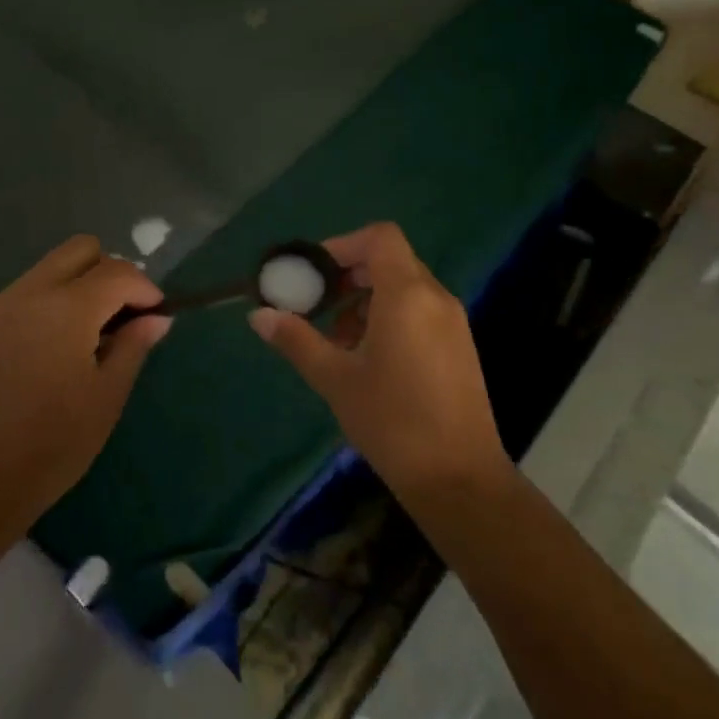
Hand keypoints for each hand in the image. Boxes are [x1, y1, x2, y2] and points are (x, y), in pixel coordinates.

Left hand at [0, 235, 170, 523]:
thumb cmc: (52, 445)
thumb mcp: (106, 398)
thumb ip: (133, 346)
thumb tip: (156, 317)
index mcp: (67, 308)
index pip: (117, 271)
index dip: (144, 288)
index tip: (154, 316)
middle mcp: (29, 292)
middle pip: (79, 249)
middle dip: (109, 272)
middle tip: (119, 315)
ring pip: (48, 269)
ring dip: (76, 287)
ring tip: (85, 337)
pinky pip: (21, 295)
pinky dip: (46, 306)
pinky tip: (47, 351)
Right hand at [249, 222, 507, 501]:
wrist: (460, 481)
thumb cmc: (392, 421)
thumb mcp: (335, 378)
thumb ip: (296, 340)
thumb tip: (259, 316)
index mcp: (407, 295)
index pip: (379, 237)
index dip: (342, 245)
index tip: (314, 274)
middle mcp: (436, 298)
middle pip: (390, 260)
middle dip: (349, 276)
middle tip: (317, 306)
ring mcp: (453, 323)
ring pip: (404, 287)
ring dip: (366, 300)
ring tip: (337, 341)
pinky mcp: (460, 347)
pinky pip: (420, 311)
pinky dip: (389, 317)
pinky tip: (368, 360)